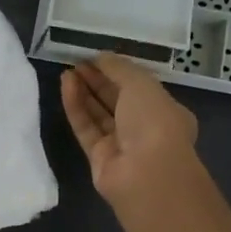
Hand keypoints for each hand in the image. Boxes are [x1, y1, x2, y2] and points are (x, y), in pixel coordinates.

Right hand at [60, 54, 200, 206]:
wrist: (146, 174)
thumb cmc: (154, 121)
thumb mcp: (141, 83)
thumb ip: (119, 68)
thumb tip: (101, 57)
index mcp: (164, 110)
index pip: (139, 87)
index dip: (118, 70)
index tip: (96, 57)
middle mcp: (144, 128)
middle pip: (117, 100)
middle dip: (98, 80)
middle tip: (77, 62)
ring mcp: (121, 145)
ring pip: (99, 114)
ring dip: (84, 91)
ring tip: (68, 71)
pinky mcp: (99, 158)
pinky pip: (86, 127)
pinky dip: (76, 106)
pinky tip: (66, 84)